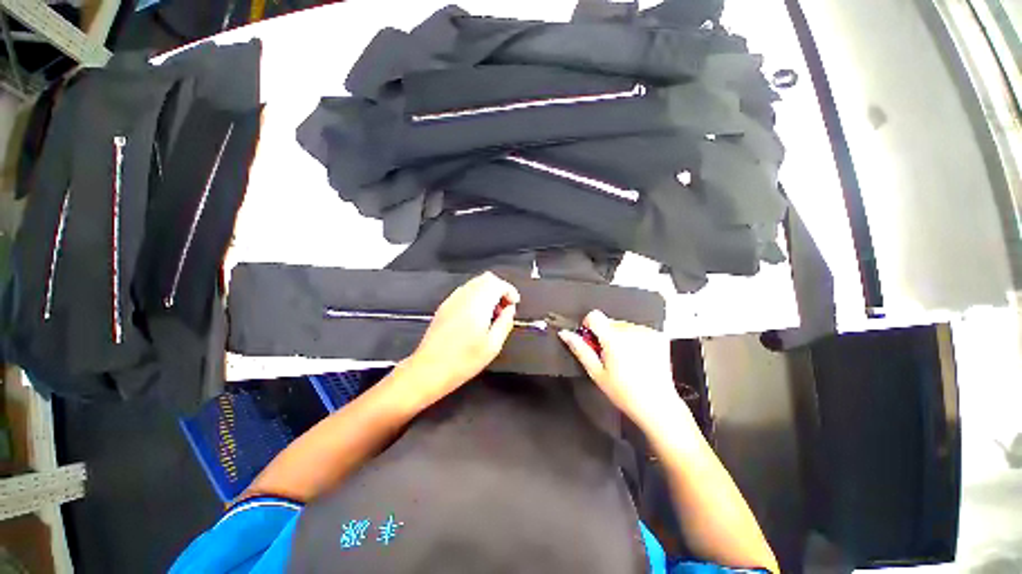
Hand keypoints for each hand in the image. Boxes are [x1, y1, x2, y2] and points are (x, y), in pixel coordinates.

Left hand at [399, 272, 519, 407]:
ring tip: (492, 314)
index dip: (509, 291)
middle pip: (486, 279)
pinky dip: (476, 297)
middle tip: (505, 307)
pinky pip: (464, 292)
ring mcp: (452, 300)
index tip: (514, 303)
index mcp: (477, 304)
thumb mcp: (493, 345)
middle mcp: (464, 296)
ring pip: (475, 284)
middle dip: (499, 289)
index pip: (497, 283)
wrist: (429, 369)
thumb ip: (505, 323)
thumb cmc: (462, 361)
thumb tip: (510, 310)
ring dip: (488, 293)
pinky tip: (477, 316)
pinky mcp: (444, 307)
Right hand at [559, 310, 686, 429]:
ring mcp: (646, 332)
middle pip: (609, 321)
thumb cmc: (625, 393)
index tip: (592, 340)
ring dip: (620, 336)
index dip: (589, 326)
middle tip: (609, 356)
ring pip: (623, 325)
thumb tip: (565, 334)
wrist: (657, 405)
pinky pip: (638, 329)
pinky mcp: (658, 336)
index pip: (594, 315)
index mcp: (613, 339)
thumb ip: (580, 349)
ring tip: (625, 359)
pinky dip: (635, 339)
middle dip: (605, 334)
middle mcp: (631, 331)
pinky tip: (638, 357)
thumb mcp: (596, 372)